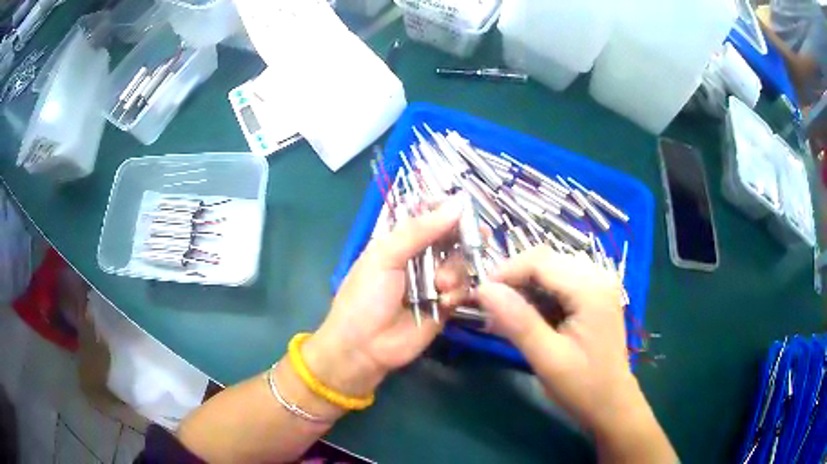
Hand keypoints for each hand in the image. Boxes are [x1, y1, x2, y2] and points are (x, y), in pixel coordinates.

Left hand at [303, 198, 463, 398]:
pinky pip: (463, 290)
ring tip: (440, 286)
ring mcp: (434, 283)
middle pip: (452, 240)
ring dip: (456, 271)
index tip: (469, 210)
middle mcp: (420, 259)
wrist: (363, 347)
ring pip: (461, 264)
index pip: (431, 219)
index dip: (450, 213)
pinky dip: (458, 292)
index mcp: (401, 242)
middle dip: (462, 241)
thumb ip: (419, 230)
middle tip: (475, 241)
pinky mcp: (445, 307)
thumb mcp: (385, 257)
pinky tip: (445, 300)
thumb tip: (457, 203)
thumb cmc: (365, 297)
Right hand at [475, 247, 643, 434]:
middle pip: (546, 260)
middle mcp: (598, 276)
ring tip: (507, 315)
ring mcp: (599, 284)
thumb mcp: (547, 358)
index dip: (506, 272)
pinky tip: (530, 317)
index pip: (540, 262)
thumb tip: (483, 290)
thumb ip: (518, 322)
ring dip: (525, 286)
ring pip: (551, 269)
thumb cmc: (582, 386)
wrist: (611, 403)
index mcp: (591, 289)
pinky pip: (560, 282)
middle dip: (514, 279)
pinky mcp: (595, 295)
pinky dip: (539, 294)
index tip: (480, 296)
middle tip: (491, 308)